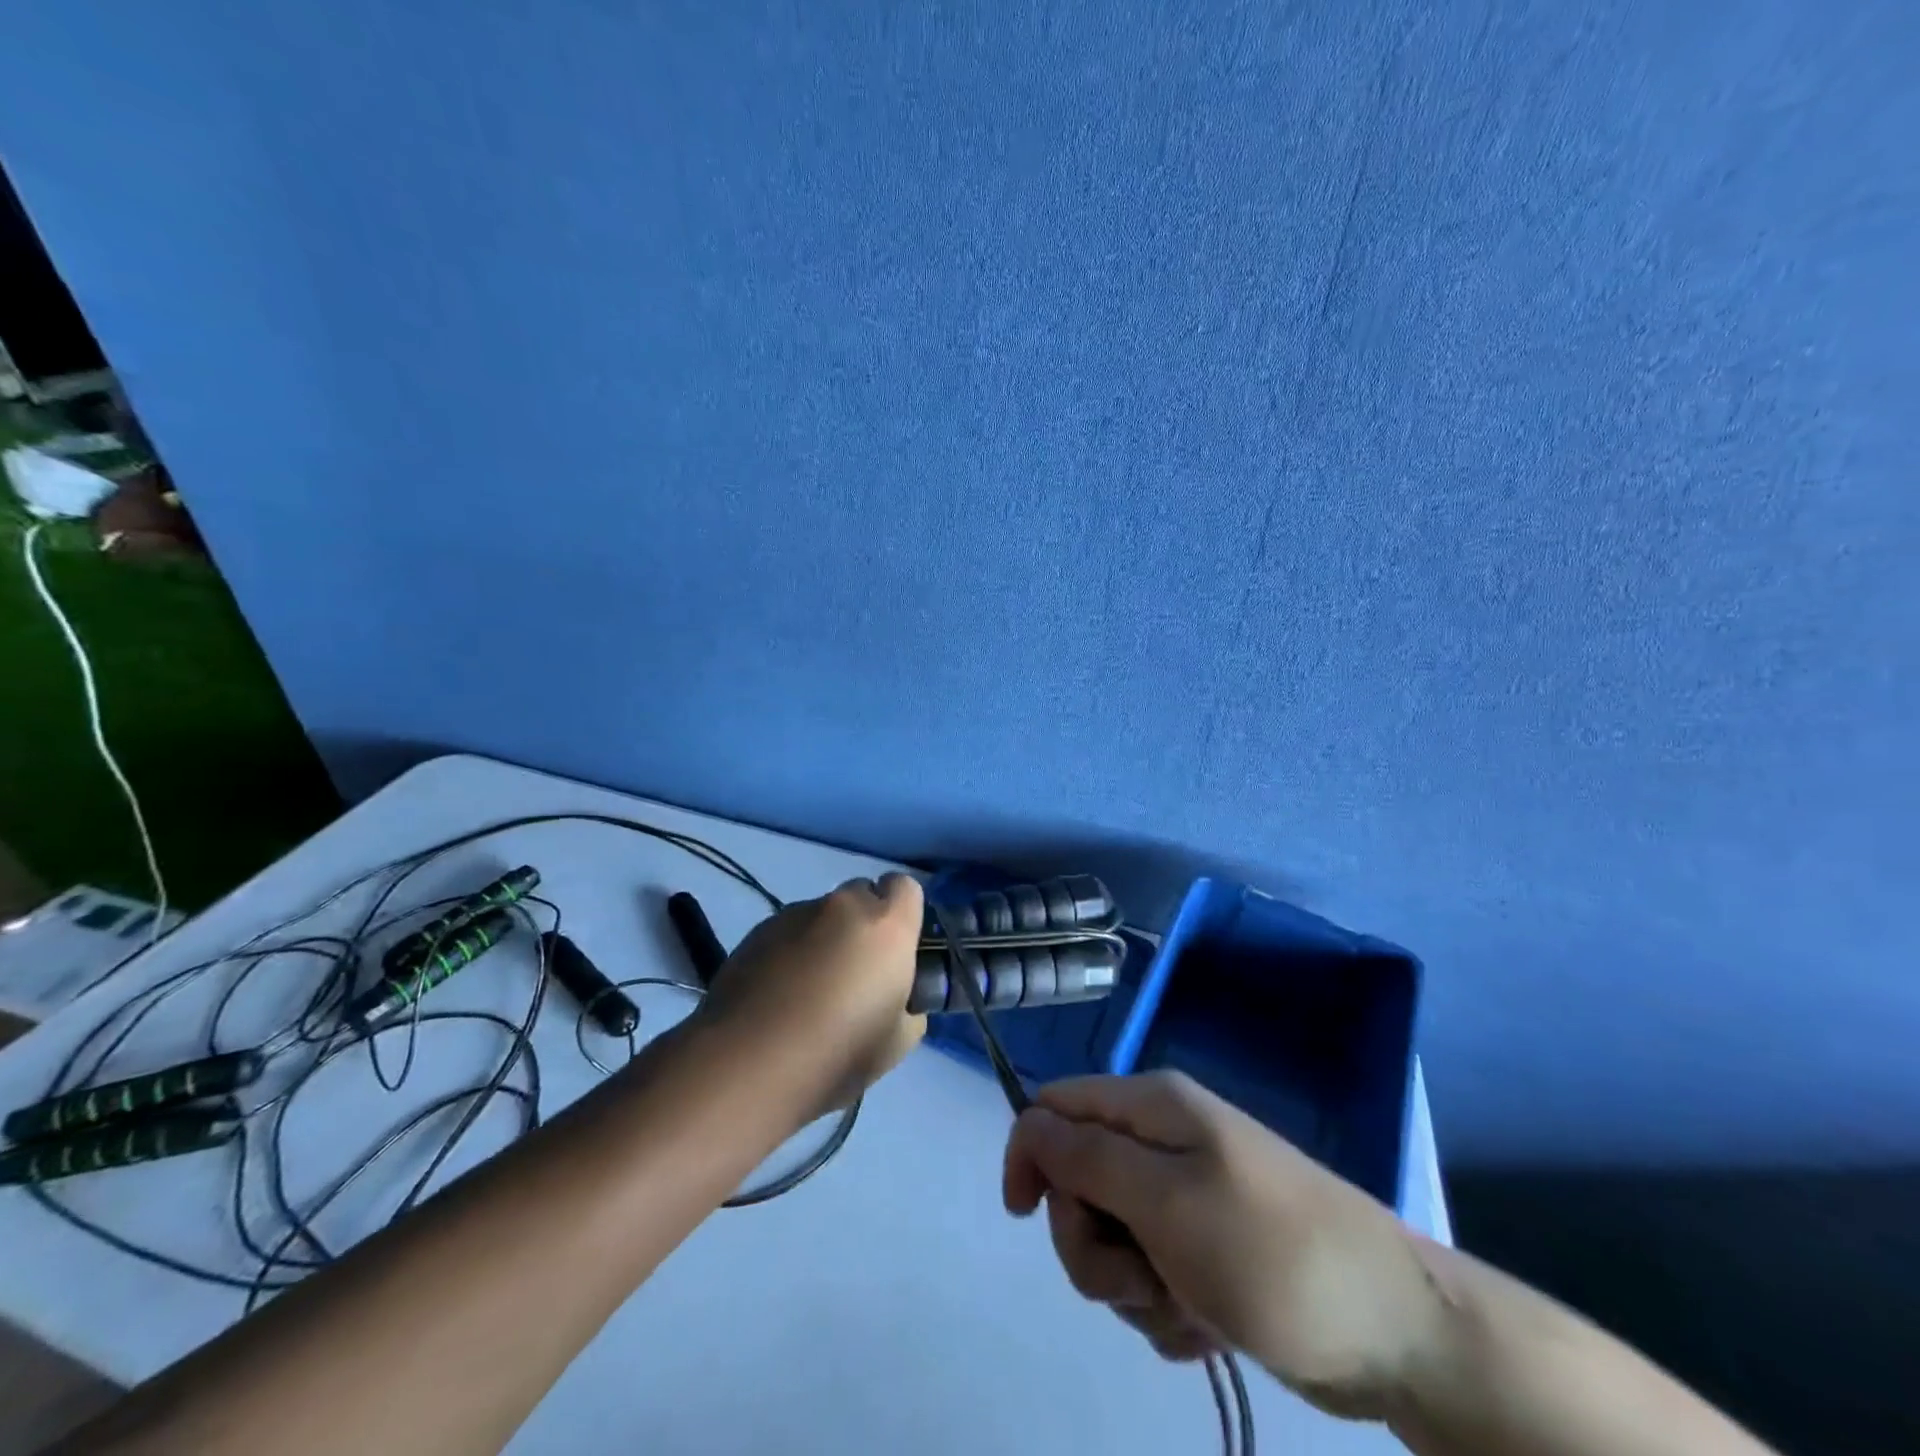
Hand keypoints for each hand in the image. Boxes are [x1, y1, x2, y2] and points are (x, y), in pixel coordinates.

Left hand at [700, 874, 926, 1116]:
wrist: (751, 1063)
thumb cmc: (839, 1052)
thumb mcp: (899, 1041)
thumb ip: (908, 1004)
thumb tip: (897, 997)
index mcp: (886, 925)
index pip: (906, 887)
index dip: (903, 913)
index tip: (896, 949)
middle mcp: (843, 906)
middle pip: (861, 894)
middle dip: (863, 922)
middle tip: (855, 972)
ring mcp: (795, 914)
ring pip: (822, 914)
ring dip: (824, 938)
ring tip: (808, 991)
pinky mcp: (757, 931)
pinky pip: (787, 931)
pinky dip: (790, 951)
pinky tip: (778, 996)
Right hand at [1003, 1071, 1445, 1419]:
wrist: (1397, 1333)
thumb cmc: (1272, 1254)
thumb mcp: (1166, 1201)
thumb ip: (1087, 1158)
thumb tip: (1029, 1122)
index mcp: (1152, 1107)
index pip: (1055, 1106)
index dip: (1030, 1153)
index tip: (1025, 1216)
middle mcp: (1162, 1143)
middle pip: (1077, 1181)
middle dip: (1090, 1241)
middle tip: (1137, 1276)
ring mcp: (1185, 1199)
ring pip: (1109, 1239)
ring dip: (1130, 1285)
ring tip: (1184, 1307)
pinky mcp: (1204, 1252)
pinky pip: (1148, 1278)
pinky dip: (1164, 1309)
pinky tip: (1206, 1327)